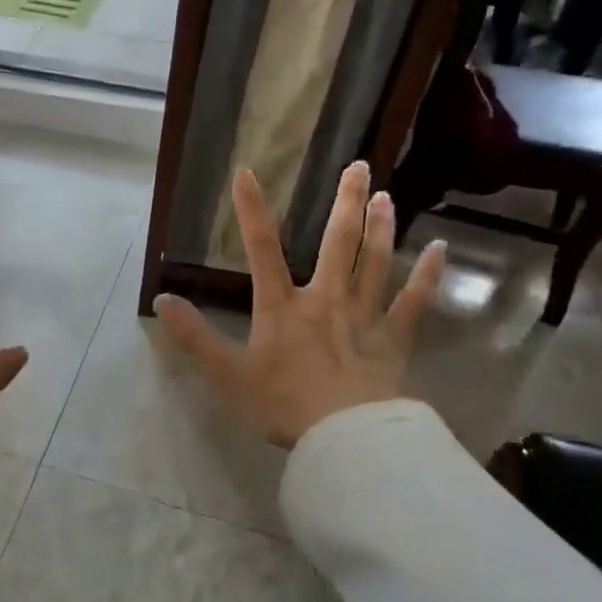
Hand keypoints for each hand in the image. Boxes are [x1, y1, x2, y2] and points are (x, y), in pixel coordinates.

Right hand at [153, 163, 446, 448]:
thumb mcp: (227, 374)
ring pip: (376, 261)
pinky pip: (414, 300)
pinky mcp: (394, 338)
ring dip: (381, 226)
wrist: (344, 436)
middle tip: (359, 166)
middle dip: (346, 202)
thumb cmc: (282, 404)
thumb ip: (194, 337)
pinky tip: (440, 248)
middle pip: (338, 242)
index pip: (261, 250)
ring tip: (386, 196)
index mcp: (282, 307)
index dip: (252, 211)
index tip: (246, 173)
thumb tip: (161, 301)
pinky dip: (428, 274)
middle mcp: (326, 299)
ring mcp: (364, 316)